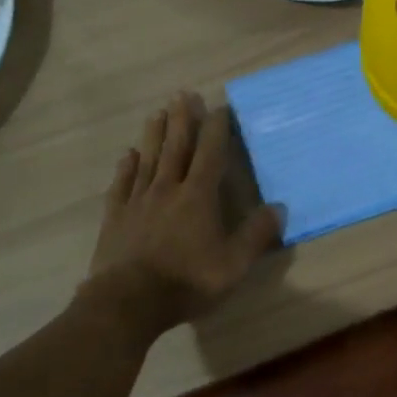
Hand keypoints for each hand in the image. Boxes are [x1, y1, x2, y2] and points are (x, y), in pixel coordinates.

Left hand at [86, 92, 281, 332]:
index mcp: (198, 197)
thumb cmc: (187, 282)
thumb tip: (280, 208)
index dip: (216, 129)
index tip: (219, 107)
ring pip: (148, 159)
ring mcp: (138, 201)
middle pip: (176, 147)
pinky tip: (128, 155)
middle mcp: (168, 189)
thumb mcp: (234, 264)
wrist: (128, 302)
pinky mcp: (116, 217)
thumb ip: (256, 235)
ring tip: (157, 112)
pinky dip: (126, 167)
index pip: (210, 154)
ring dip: (154, 134)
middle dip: (182, 120)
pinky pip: (122, 184)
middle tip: (183, 94)